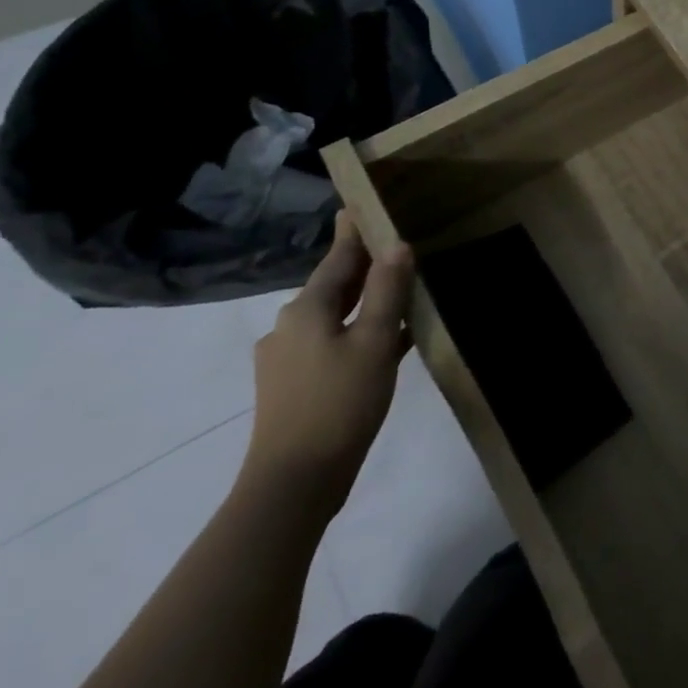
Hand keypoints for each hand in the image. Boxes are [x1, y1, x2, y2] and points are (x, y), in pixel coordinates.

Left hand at [239, 210, 412, 521]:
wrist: (293, 483)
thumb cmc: (339, 402)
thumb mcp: (375, 341)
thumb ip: (388, 290)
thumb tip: (397, 245)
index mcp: (307, 308)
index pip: (338, 257)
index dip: (354, 231)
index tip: (361, 204)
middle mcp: (290, 326)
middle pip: (335, 284)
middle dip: (363, 264)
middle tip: (395, 243)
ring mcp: (286, 358)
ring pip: (335, 315)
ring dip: (365, 300)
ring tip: (400, 289)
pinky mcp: (292, 386)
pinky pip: (332, 342)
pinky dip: (358, 331)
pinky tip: (387, 340)